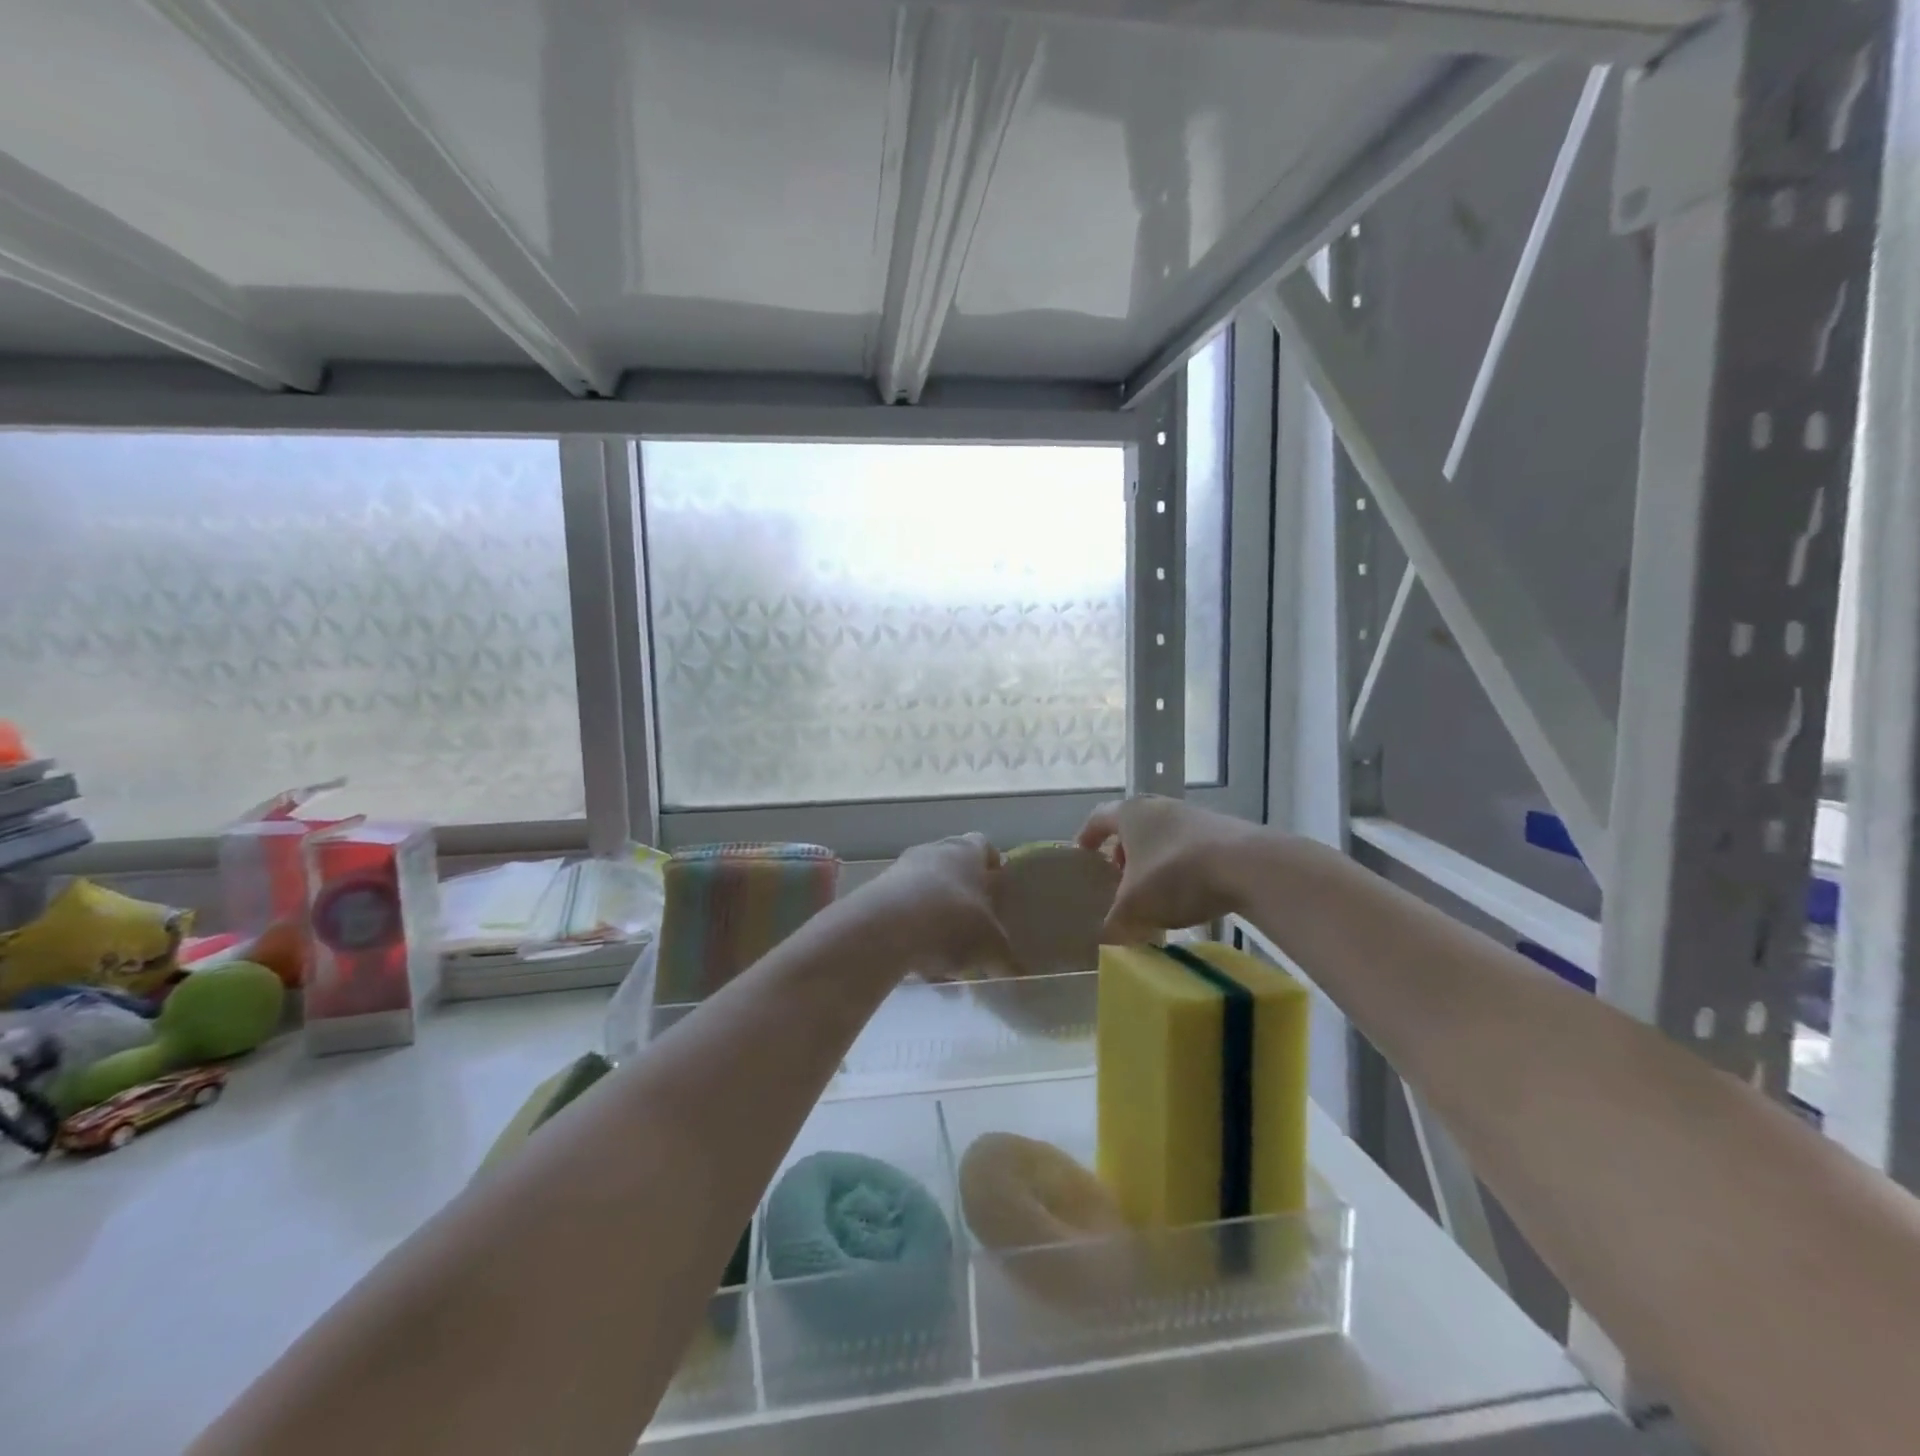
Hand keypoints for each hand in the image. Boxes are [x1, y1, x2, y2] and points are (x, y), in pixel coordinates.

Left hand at [861, 833, 1014, 981]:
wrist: (885, 929)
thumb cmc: (952, 922)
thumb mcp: (991, 946)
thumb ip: (1006, 958)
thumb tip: (1021, 975)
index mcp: (967, 851)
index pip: (984, 846)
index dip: (992, 866)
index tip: (998, 890)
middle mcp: (934, 851)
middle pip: (953, 869)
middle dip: (964, 898)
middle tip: (974, 929)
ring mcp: (901, 870)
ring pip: (926, 893)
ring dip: (936, 921)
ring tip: (945, 960)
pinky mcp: (876, 894)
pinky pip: (903, 913)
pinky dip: (913, 934)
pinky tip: (919, 966)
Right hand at [1076, 795, 1263, 939]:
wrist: (1248, 866)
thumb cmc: (1175, 875)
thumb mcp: (1134, 907)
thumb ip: (1115, 923)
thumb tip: (1108, 939)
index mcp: (1130, 814)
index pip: (1098, 818)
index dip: (1087, 836)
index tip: (1081, 854)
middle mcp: (1160, 807)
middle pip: (1133, 827)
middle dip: (1123, 853)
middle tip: (1118, 878)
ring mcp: (1195, 816)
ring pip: (1163, 837)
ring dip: (1154, 861)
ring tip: (1154, 891)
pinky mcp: (1224, 832)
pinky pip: (1191, 848)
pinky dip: (1182, 867)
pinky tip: (1188, 894)